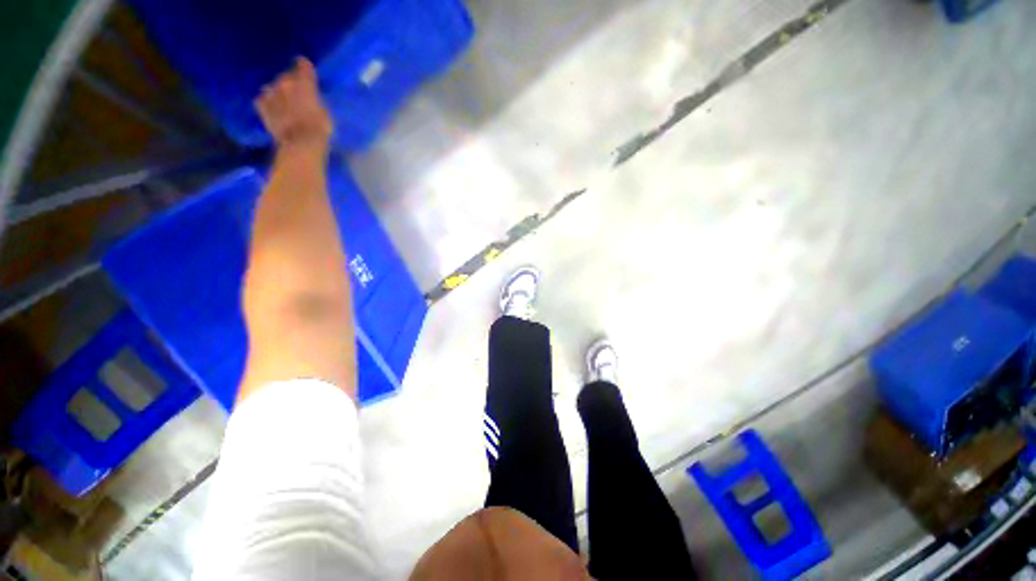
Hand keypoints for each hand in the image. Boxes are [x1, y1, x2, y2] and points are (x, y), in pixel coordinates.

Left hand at [255, 57, 332, 147]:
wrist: (300, 144)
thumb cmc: (320, 130)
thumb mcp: (326, 113)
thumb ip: (316, 99)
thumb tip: (311, 96)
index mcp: (303, 82)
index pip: (303, 65)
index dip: (305, 68)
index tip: (307, 70)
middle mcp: (284, 82)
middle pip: (287, 76)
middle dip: (292, 83)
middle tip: (298, 96)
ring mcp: (270, 93)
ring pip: (273, 87)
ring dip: (279, 93)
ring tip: (285, 105)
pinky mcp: (261, 105)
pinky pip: (263, 100)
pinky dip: (268, 103)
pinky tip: (274, 111)